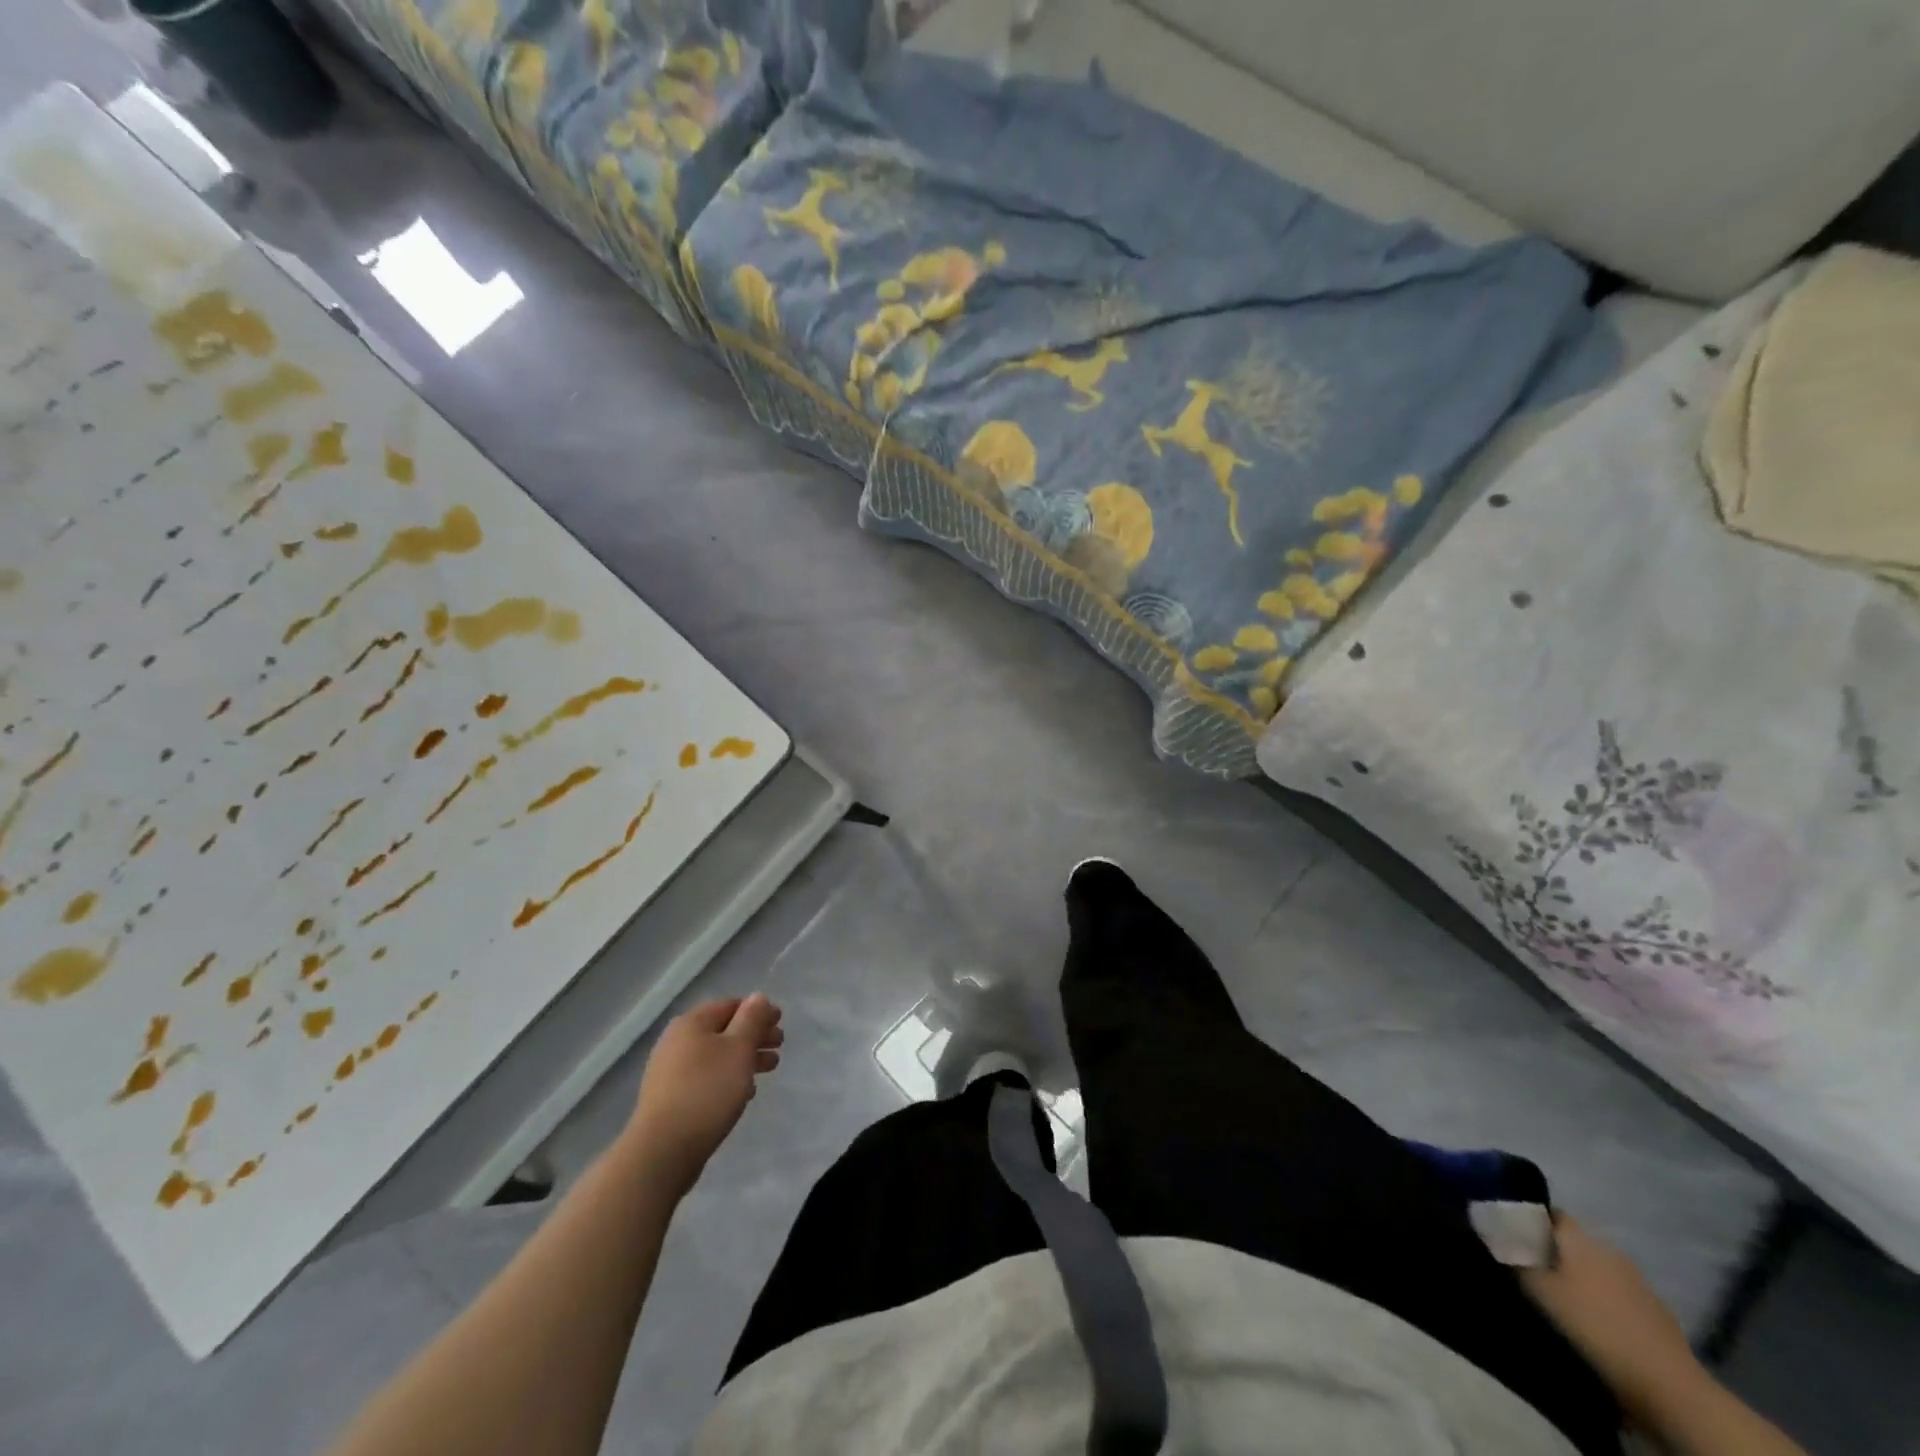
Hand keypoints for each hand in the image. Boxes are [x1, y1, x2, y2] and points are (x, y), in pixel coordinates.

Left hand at [627, 995, 782, 1195]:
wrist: (663, 1151)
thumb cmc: (707, 1091)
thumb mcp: (739, 1049)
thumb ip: (752, 1020)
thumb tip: (758, 996)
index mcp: (692, 1023)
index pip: (730, 1005)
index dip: (758, 1010)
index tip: (780, 1022)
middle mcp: (677, 1042)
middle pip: (723, 1031)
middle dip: (754, 1036)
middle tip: (779, 1047)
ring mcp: (670, 1072)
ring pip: (716, 1056)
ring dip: (744, 1059)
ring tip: (769, 1069)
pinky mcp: (671, 1099)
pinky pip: (706, 1079)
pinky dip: (727, 1079)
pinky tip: (743, 1093)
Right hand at [1519, 1213, 1706, 1429]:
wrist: (1667, 1383)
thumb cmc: (1592, 1325)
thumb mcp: (1538, 1290)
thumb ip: (1513, 1257)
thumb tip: (1490, 1230)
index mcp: (1580, 1237)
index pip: (1549, 1212)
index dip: (1528, 1218)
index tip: (1509, 1232)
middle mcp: (1608, 1248)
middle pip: (1573, 1240)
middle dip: (1552, 1249)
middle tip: (1528, 1266)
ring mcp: (1637, 1281)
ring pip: (1596, 1267)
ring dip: (1578, 1276)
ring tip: (1558, 1296)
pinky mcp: (1655, 1312)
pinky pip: (1617, 1294)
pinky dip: (1601, 1299)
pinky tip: (1591, 1319)